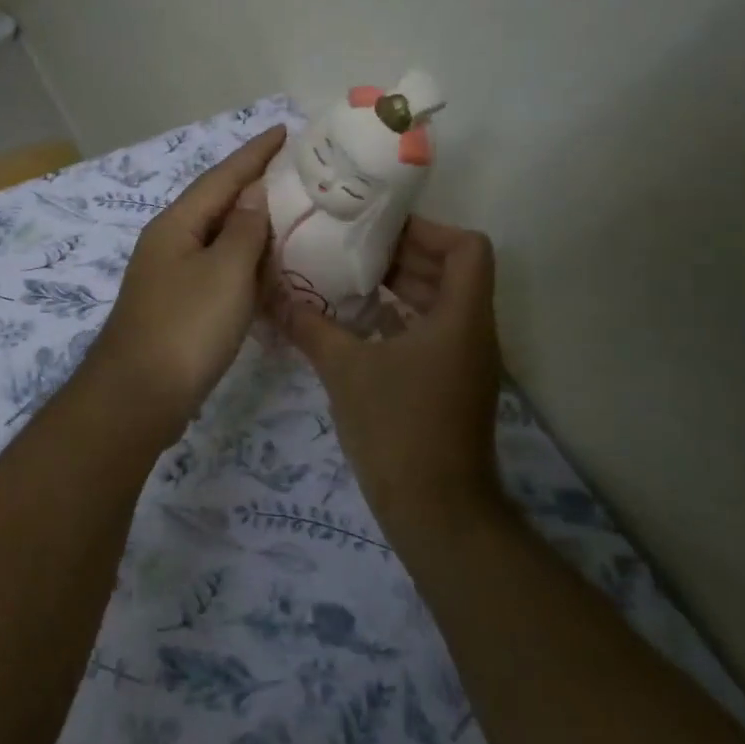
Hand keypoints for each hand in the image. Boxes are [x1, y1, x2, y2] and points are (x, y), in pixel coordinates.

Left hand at [85, 126, 285, 432]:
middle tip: (296, 172)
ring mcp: (170, 276)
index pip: (222, 176)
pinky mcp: (178, 307)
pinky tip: (267, 269)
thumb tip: (254, 193)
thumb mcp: (224, 272)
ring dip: (250, 224)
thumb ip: (244, 229)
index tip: (285, 130)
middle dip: (253, 184)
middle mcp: (169, 242)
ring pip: (217, 238)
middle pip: (216, 203)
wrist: (139, 396)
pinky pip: (217, 270)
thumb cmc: (185, 327)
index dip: (255, 153)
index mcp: (176, 224)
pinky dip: (244, 262)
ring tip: (290, 213)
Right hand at [284, 216, 505, 534]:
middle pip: (451, 272)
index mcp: (460, 317)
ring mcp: (465, 362)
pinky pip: (431, 334)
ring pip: (440, 304)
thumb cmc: (398, 428)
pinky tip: (357, 326)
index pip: (468, 248)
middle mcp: (472, 332)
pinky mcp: (451, 386)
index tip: (379, 231)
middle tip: (352, 249)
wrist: (436, 512)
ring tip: (349, 280)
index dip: (428, 231)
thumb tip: (272, 296)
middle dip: (403, 256)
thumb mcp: (345, 370)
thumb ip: (309, 327)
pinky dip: (400, 321)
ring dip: (400, 289)